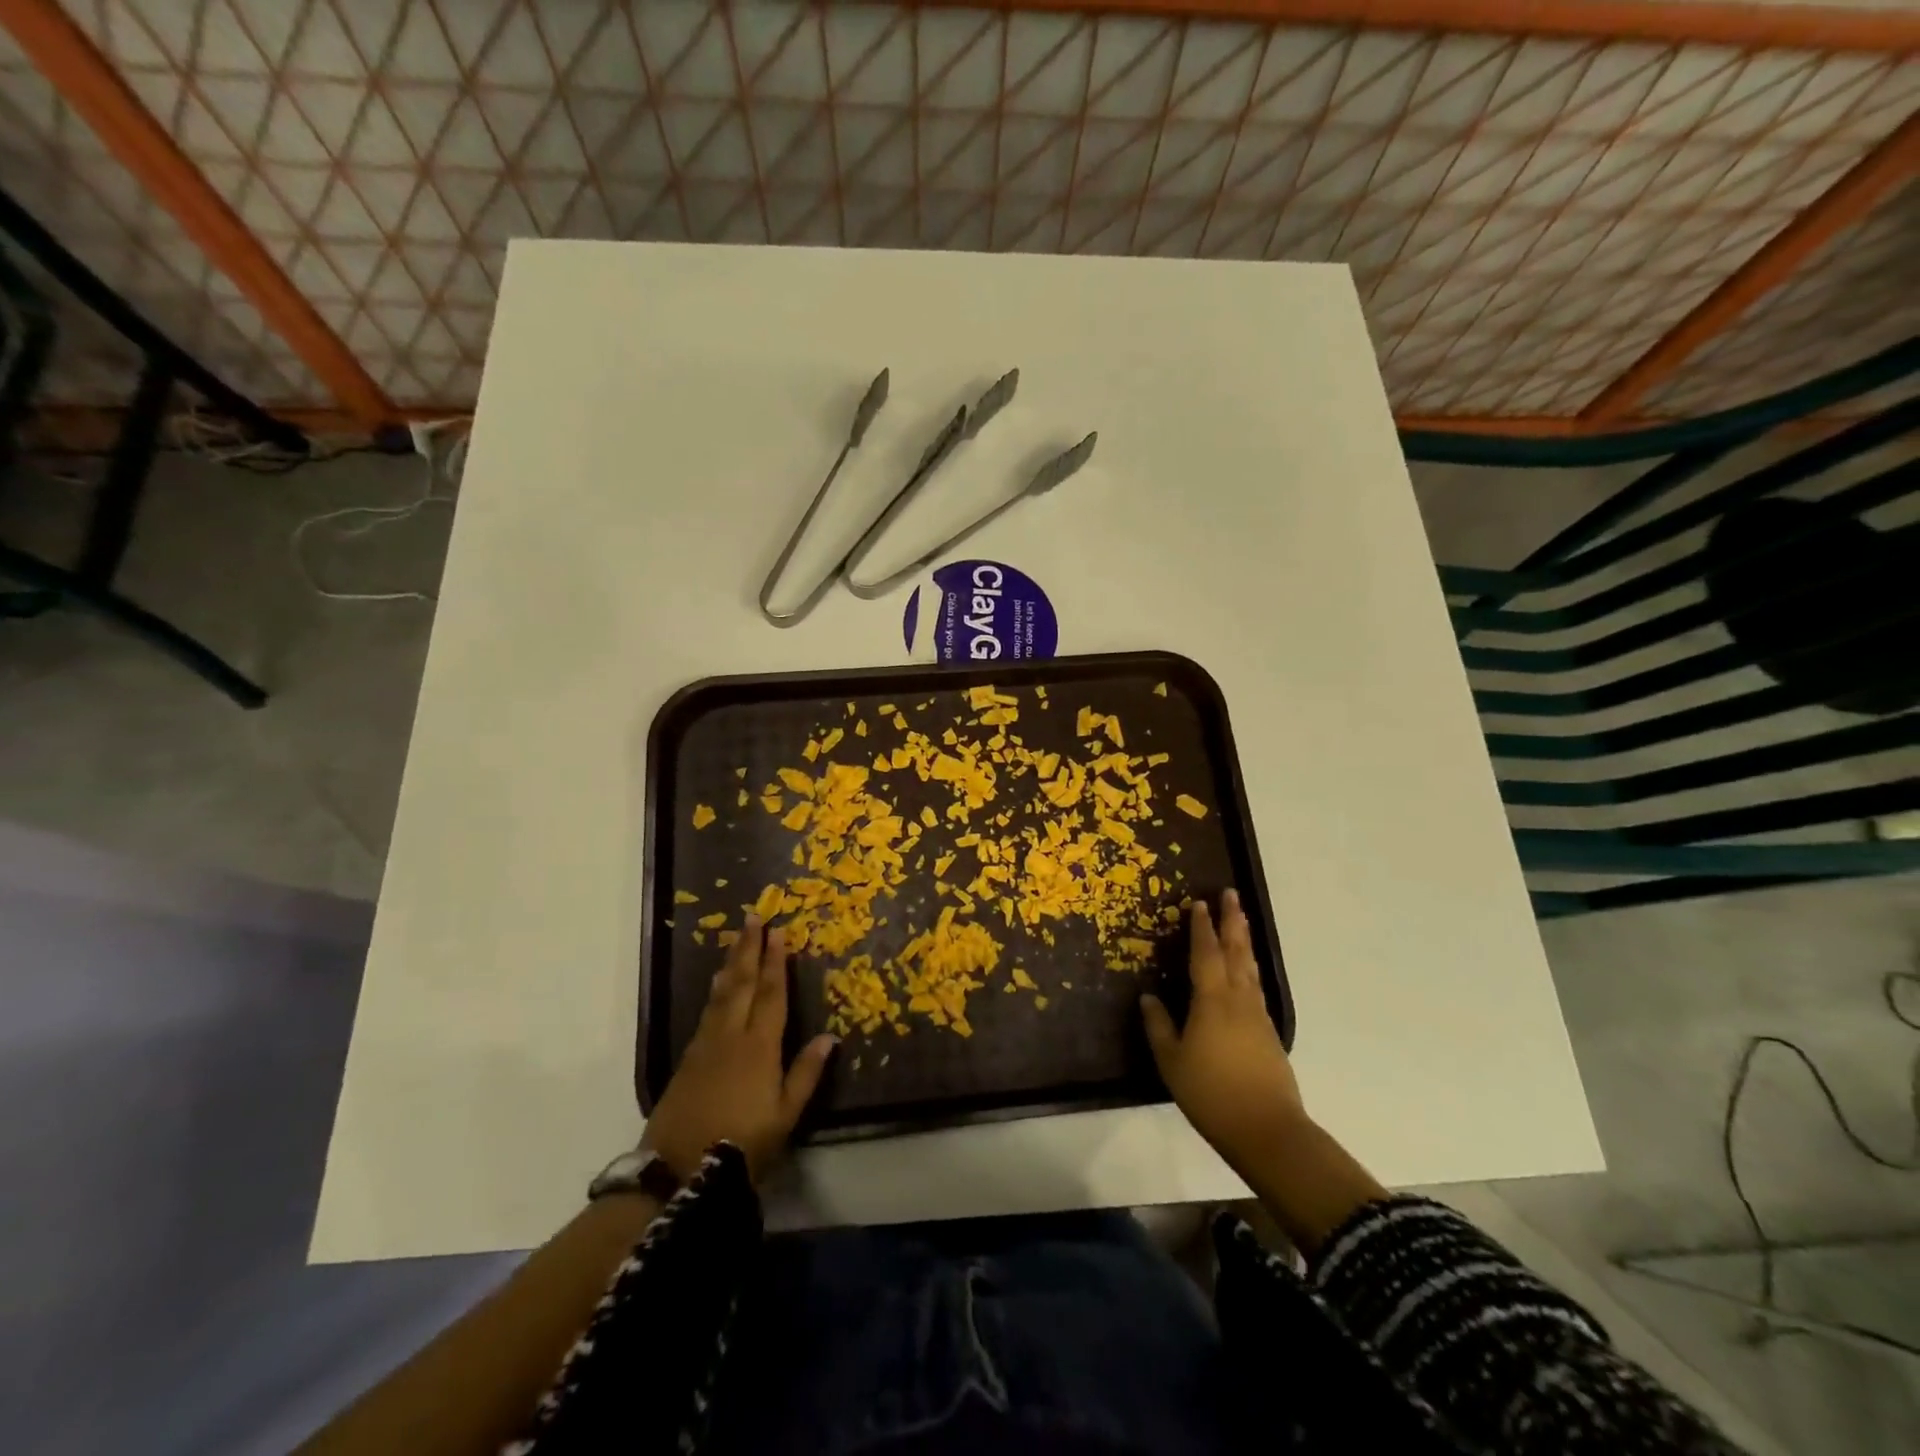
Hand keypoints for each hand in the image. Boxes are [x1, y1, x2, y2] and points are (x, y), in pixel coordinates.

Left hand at [641, 918, 836, 1181]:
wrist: (678, 1170)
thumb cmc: (743, 1143)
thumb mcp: (785, 1115)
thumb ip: (806, 1073)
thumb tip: (830, 1036)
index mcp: (760, 1046)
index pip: (771, 994)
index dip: (776, 962)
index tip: (779, 932)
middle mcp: (732, 1036)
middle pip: (742, 983)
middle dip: (750, 949)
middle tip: (754, 918)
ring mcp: (706, 1045)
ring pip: (722, 993)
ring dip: (731, 963)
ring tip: (736, 939)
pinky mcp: (688, 1058)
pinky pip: (707, 1011)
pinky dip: (716, 990)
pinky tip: (718, 984)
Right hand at [1142, 890, 1304, 1174]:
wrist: (1266, 1129)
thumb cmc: (1211, 1093)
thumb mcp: (1171, 1061)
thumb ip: (1158, 1026)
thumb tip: (1148, 997)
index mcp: (1212, 1000)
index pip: (1206, 953)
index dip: (1202, 927)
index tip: (1200, 902)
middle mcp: (1238, 999)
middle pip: (1236, 951)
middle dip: (1232, 921)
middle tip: (1232, 894)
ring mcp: (1258, 1015)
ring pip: (1250, 967)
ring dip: (1244, 940)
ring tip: (1241, 920)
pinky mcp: (1269, 1032)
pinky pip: (1256, 986)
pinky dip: (1250, 968)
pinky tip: (1247, 972)